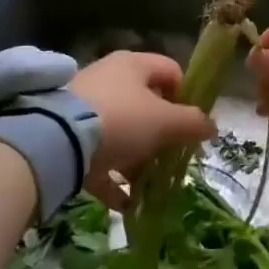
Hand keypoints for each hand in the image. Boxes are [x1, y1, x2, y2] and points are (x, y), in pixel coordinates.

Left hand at [70, 51, 213, 205]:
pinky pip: (98, 156)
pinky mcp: (67, 135)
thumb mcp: (165, 122)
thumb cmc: (121, 120)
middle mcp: (110, 78)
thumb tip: (212, 126)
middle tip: (170, 158)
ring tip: (146, 185)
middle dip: (161, 135)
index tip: (190, 125)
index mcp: (134, 64)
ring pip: (122, 132)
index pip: (171, 71)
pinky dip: (112, 178)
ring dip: (137, 159)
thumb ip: (193, 123)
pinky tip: (124, 203)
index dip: (186, 97)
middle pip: (146, 104)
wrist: (56, 141)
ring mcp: (85, 107)